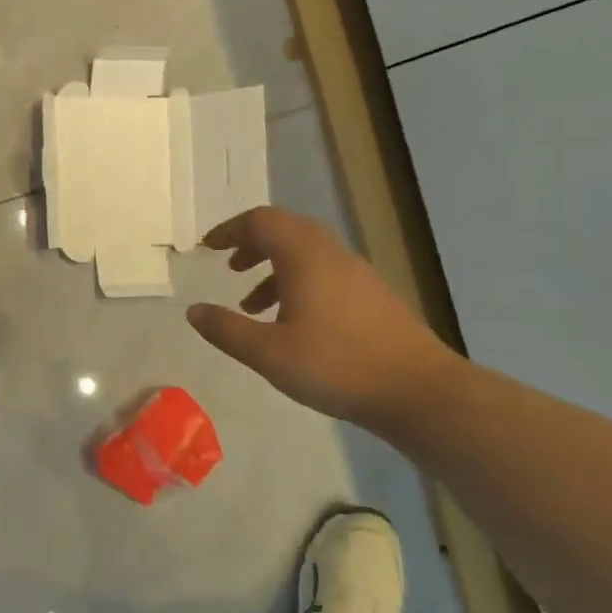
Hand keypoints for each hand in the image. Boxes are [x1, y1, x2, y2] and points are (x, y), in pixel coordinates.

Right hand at [186, 206, 457, 428]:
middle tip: (228, 266)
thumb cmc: (336, 366)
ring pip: (306, 253)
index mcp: (305, 256)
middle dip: (252, 244)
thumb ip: (227, 329)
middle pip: (286, 230)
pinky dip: (297, 283)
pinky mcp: (372, 296)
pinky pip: (324, 272)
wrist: (418, 390)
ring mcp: (357, 274)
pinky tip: (290, 323)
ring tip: (251, 303)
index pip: (261, 221)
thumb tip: (193, 311)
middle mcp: (332, 254)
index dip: (230, 230)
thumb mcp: (268, 353)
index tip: (207, 248)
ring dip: (274, 267)